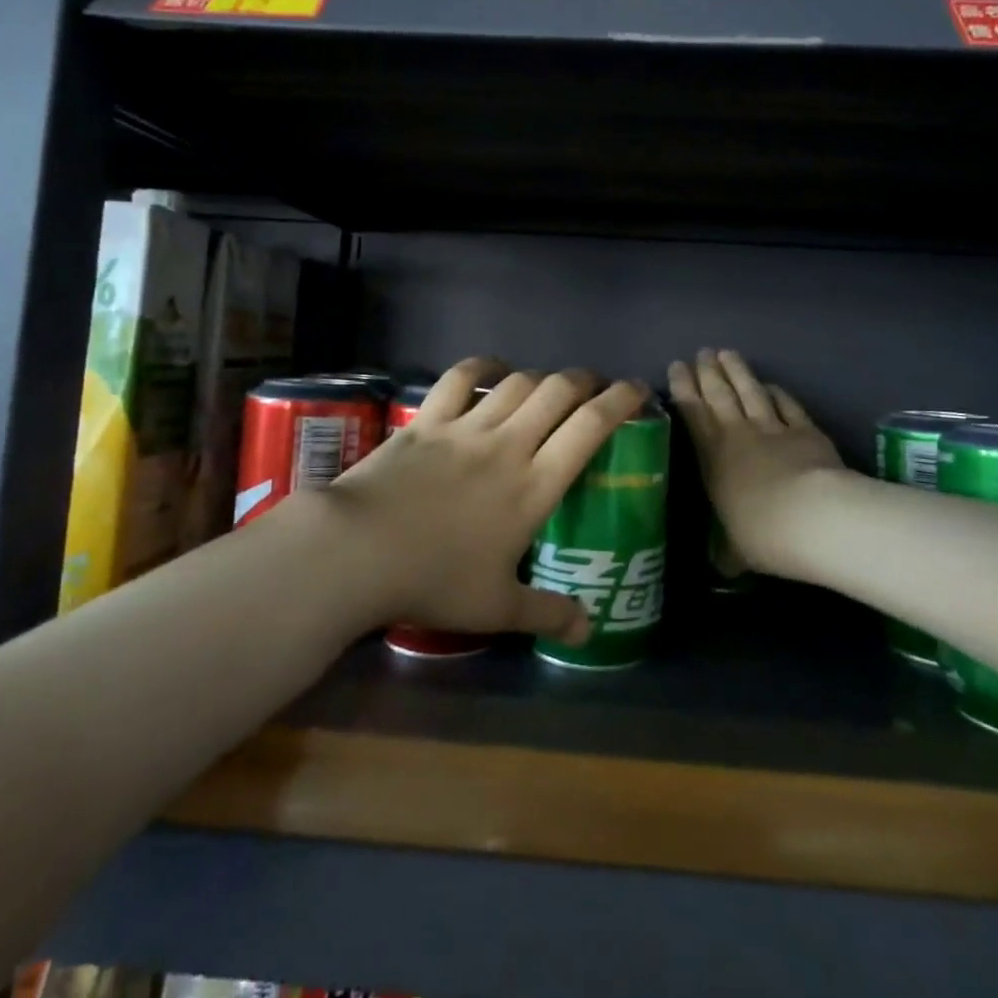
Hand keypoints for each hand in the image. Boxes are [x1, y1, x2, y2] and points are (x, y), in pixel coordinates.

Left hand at [329, 358, 648, 643]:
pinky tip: (492, 369)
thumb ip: (548, 614)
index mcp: (534, 486)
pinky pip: (459, 379)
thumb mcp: (497, 608)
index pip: (590, 428)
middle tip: (595, 386)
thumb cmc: (435, 581)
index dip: (620, 401)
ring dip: (541, 376)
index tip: (637, 389)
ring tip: (550, 385)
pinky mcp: (427, 421)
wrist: (359, 551)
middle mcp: (508, 445)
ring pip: (517, 383)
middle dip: (585, 380)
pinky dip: (481, 367)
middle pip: (558, 392)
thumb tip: (589, 630)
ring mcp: (466, 428)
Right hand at [668, 349, 842, 576]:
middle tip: (701, 353)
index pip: (692, 413)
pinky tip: (771, 384)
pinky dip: (777, 392)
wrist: (812, 518)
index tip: (677, 366)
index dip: (684, 388)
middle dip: (707, 372)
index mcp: (712, 457)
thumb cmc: (762, 534)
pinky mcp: (805, 430)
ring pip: (750, 391)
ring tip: (726, 353)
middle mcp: (737, 434)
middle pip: (719, 394)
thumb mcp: (735, 550)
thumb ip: (726, 551)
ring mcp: (773, 428)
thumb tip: (721, 565)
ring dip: (737, 371)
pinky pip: (786, 405)